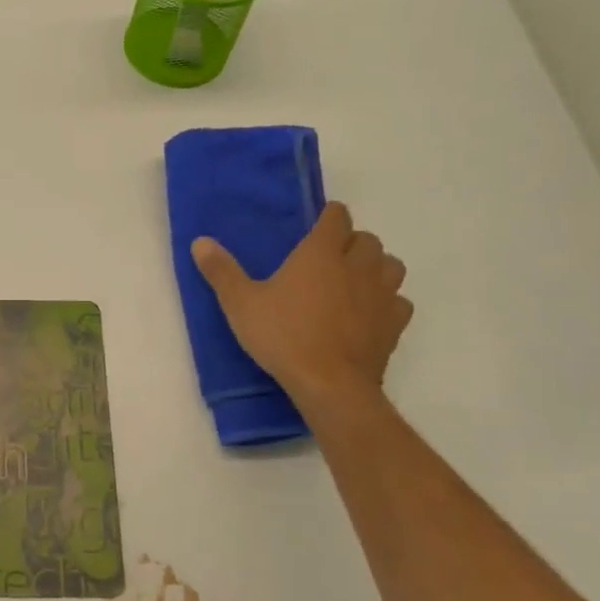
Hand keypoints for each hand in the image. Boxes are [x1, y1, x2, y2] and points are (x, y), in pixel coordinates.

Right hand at [192, 201, 412, 406]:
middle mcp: (357, 267)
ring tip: (355, 280)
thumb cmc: (283, 336)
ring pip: (391, 266)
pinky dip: (388, 301)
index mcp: (320, 254)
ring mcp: (381, 296)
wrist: (329, 384)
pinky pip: (399, 301)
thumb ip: (222, 271)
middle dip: (352, 242)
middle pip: (367, 239)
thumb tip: (200, 241)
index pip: (337, 217)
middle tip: (329, 257)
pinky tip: (370, 312)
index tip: (318, 223)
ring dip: (376, 267)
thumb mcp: (240, 303)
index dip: (329, 216)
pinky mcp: (394, 325)